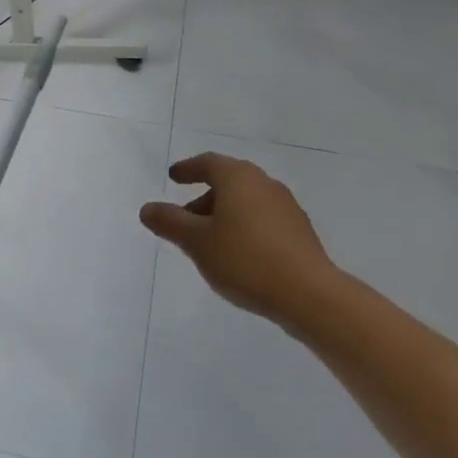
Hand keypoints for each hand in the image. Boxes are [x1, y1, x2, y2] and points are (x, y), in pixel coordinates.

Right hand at [139, 152, 335, 332]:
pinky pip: (262, 219)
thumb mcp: (197, 242)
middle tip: (185, 218)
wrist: (309, 294)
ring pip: (246, 202)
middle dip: (204, 198)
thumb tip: (147, 208)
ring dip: (224, 214)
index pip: (208, 163)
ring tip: (209, 243)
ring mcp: (286, 206)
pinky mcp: (299, 231)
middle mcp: (263, 183)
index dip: (188, 169)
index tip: (174, 177)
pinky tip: (238, 255)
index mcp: (238, 177)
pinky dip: (244, 227)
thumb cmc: (245, 259)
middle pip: (228, 182)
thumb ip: (170, 222)